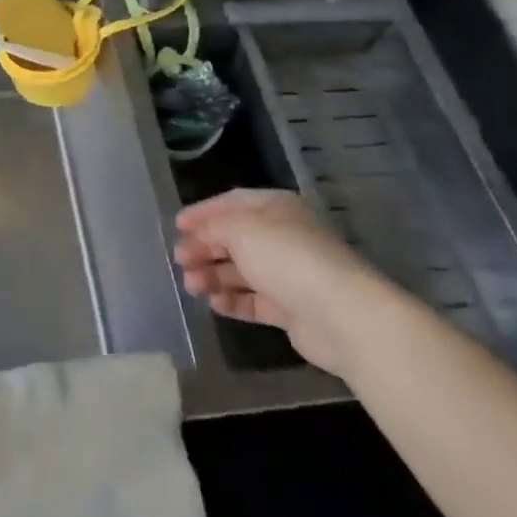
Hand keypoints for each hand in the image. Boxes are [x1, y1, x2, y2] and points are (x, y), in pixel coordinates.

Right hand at [173, 188, 386, 375]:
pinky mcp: (291, 308)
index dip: (203, 212)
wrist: (340, 313)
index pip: (233, 202)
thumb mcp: (240, 229)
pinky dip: (232, 300)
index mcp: (276, 207)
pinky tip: (213, 302)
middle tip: (179, 259)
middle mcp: (283, 236)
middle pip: (235, 238)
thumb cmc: (286, 256)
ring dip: (213, 275)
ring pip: (241, 271)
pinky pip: (254, 301)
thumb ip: (212, 226)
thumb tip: (197, 233)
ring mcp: (288, 274)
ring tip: (191, 285)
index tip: (177, 225)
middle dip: (204, 247)